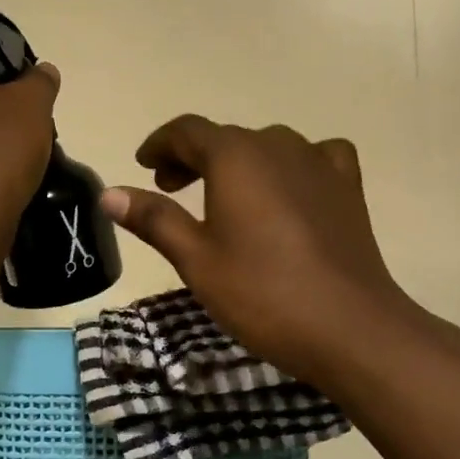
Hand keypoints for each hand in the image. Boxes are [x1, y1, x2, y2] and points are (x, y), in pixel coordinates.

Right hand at [99, 116, 425, 385]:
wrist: (350, 328)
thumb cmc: (262, 293)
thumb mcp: (196, 259)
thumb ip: (154, 219)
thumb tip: (109, 193)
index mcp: (235, 156)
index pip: (187, 131)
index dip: (159, 144)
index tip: (142, 164)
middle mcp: (278, 145)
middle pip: (225, 138)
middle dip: (192, 158)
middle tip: (170, 189)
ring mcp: (319, 163)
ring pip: (267, 147)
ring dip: (238, 163)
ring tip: (223, 196)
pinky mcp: (348, 188)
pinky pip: (315, 159)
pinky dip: (291, 167)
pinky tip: (290, 191)